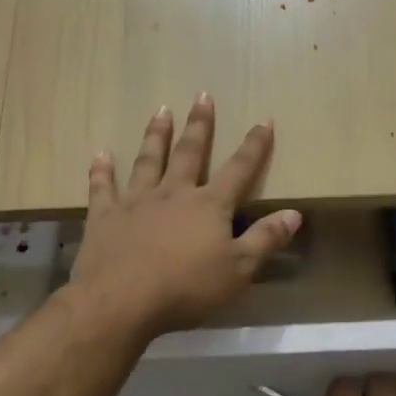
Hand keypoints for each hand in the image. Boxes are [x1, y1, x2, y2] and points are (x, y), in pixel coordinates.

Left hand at [73, 95, 301, 337]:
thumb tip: (294, 213)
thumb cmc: (187, 288)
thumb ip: (265, 240)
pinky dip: (102, 170)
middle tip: (202, 95)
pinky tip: (101, 153)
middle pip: (189, 153)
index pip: (239, 170)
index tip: (264, 120)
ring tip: (161, 110)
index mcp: (209, 206)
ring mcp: (136, 202)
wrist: (121, 301)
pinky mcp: (105, 217)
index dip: (254, 146)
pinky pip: (103, 187)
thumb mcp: (239, 270)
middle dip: (199, 125)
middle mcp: (173, 194)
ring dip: (156, 135)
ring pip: (148, 161)